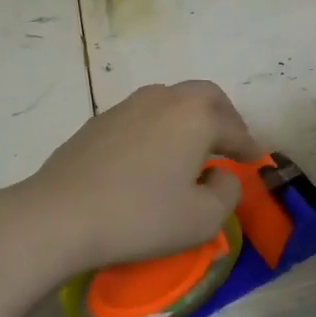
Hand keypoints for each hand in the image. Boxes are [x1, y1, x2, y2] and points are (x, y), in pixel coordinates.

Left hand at [10, 80, 260, 277]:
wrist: (60, 215)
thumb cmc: (140, 217)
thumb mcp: (202, 220)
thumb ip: (226, 193)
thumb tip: (221, 175)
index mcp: (195, 116)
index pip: (233, 128)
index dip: (248, 146)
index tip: (255, 161)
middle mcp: (164, 99)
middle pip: (204, 96)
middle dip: (223, 117)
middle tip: (228, 142)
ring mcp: (127, 106)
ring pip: (170, 100)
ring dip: (188, 118)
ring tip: (191, 148)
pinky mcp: (98, 121)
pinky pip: (141, 116)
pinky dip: (158, 128)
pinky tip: (151, 156)